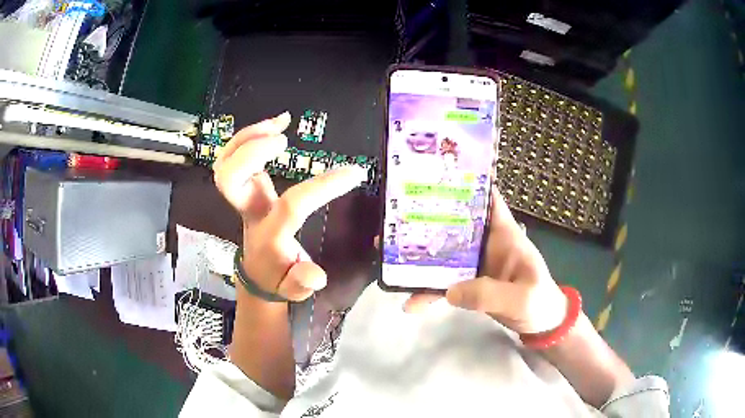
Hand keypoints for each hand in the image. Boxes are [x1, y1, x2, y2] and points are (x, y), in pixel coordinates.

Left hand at [214, 112, 367, 300]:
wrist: (258, 274)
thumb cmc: (279, 278)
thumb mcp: (295, 288)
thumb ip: (302, 282)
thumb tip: (315, 276)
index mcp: (268, 234)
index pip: (293, 205)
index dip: (323, 187)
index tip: (355, 172)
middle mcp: (249, 211)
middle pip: (229, 178)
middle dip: (252, 152)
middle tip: (284, 140)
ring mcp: (242, 197)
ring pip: (225, 162)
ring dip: (247, 136)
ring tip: (280, 122)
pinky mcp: (242, 187)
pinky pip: (232, 157)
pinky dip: (248, 136)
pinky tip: (274, 125)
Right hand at [405, 189, 567, 335]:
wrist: (541, 326)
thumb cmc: (539, 303)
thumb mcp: (521, 299)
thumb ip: (489, 295)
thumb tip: (449, 291)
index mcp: (504, 234)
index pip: (487, 198)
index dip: (466, 183)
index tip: (436, 176)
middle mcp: (487, 243)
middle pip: (455, 222)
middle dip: (428, 217)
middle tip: (395, 215)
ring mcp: (476, 264)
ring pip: (444, 252)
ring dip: (420, 255)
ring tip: (388, 253)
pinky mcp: (469, 283)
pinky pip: (444, 282)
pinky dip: (428, 290)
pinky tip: (410, 302)